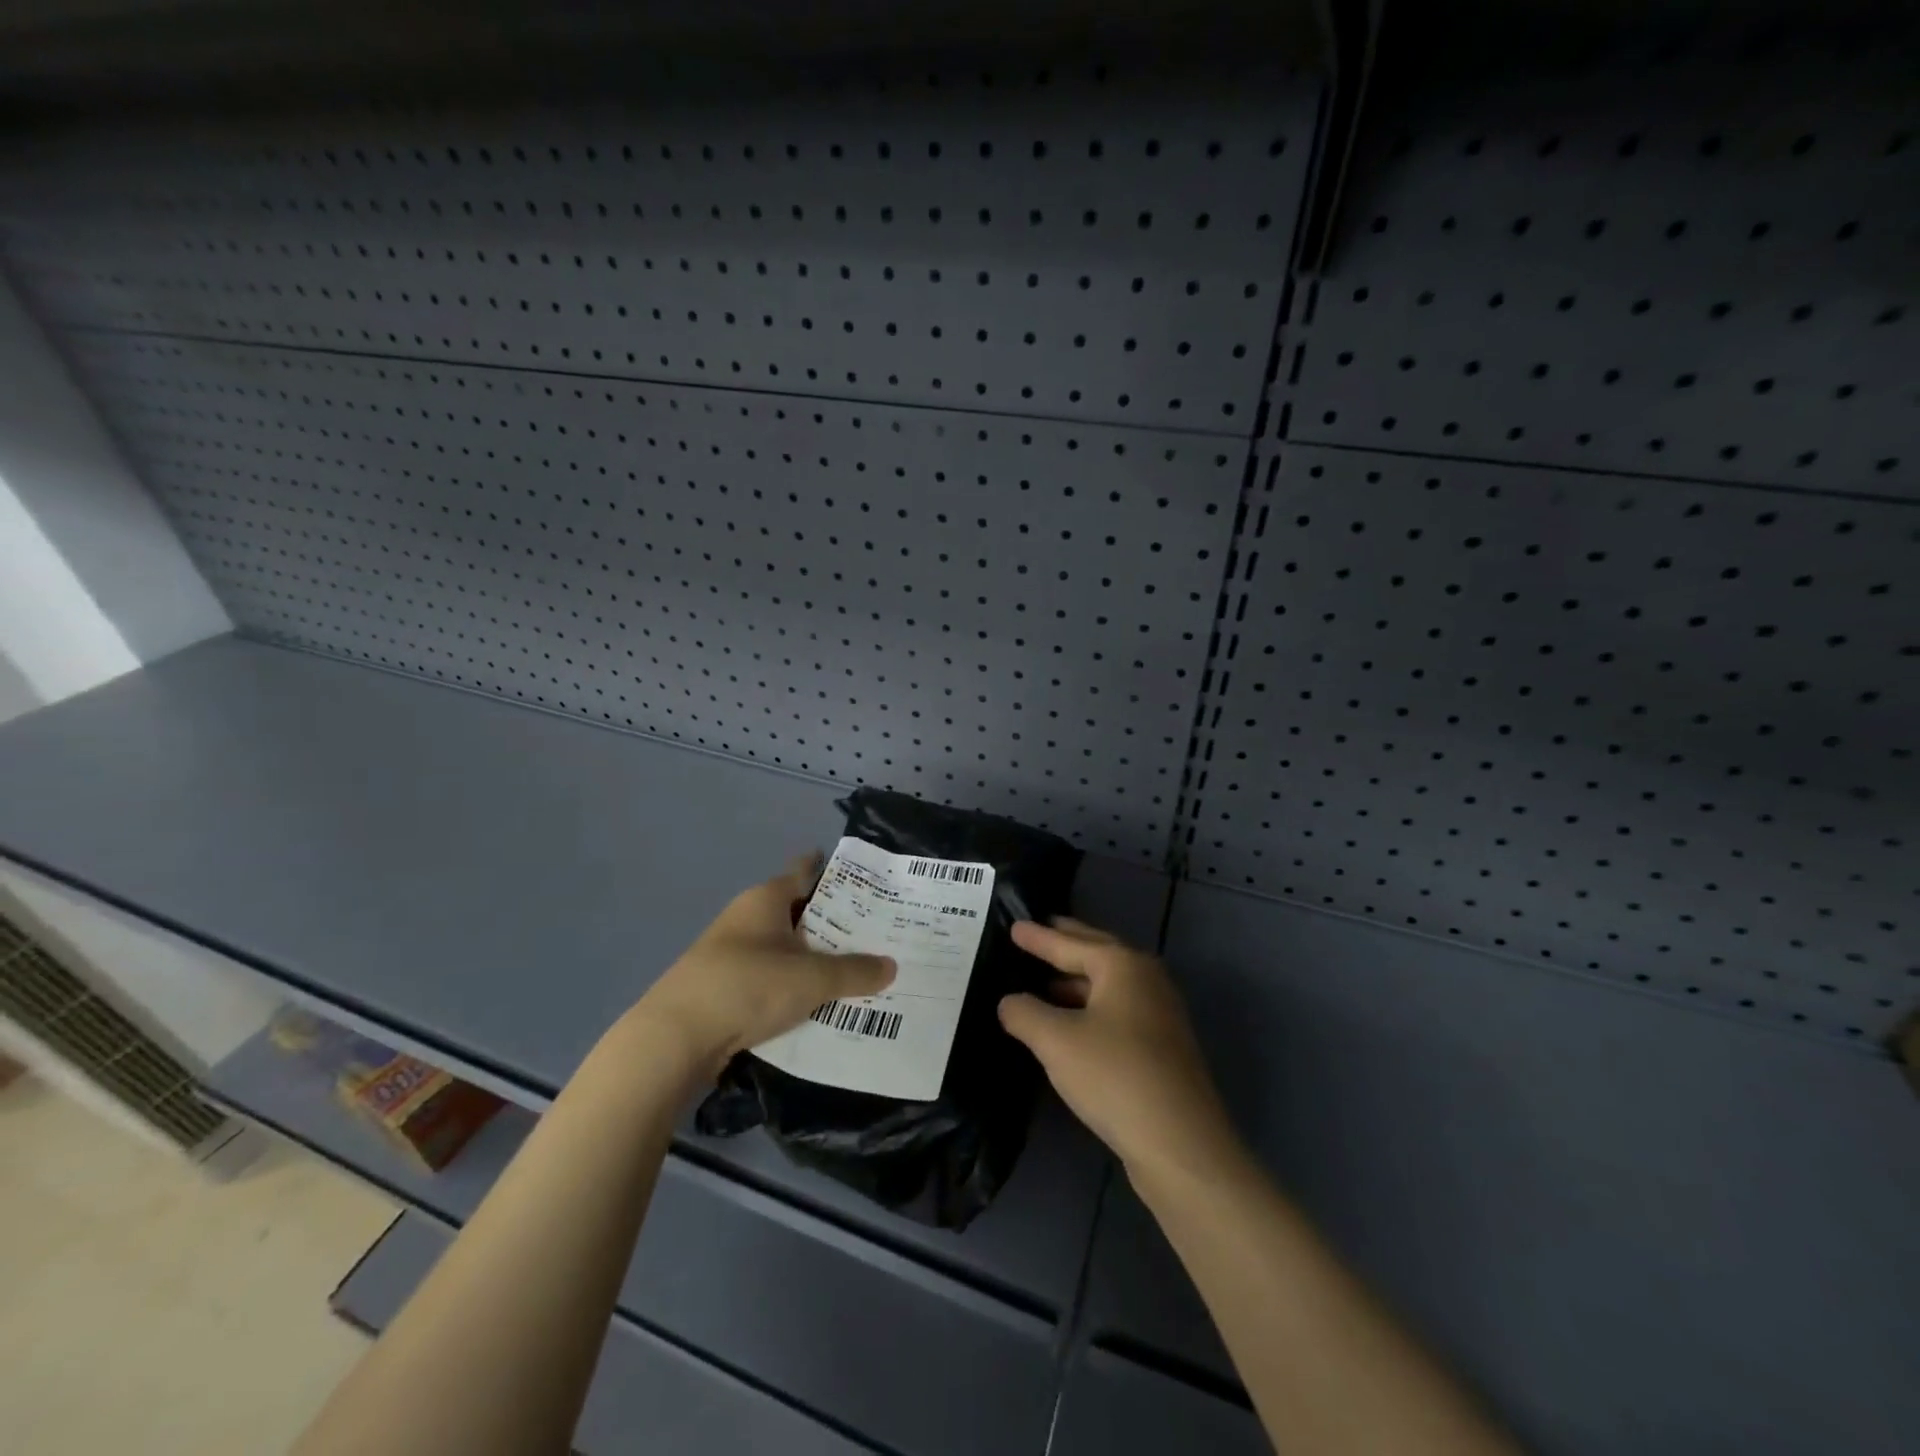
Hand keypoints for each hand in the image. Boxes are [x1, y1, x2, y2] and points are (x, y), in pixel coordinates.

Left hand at [635, 853, 894, 1074]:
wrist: (675, 1038)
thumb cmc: (747, 986)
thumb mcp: (812, 979)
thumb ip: (855, 971)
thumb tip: (891, 966)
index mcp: (765, 899)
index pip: (804, 870)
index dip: (833, 871)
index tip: (865, 878)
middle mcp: (747, 918)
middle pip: (798, 911)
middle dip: (833, 921)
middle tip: (876, 930)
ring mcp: (731, 953)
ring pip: (785, 947)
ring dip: (813, 957)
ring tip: (856, 968)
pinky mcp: (723, 986)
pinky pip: (770, 977)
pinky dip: (794, 984)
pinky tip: (819, 1001)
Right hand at [999, 918, 1240, 1184]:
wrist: (1181, 1144)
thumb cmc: (1115, 1076)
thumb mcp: (1056, 1041)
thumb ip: (1025, 1013)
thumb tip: (1009, 1002)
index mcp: (1123, 965)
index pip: (1070, 943)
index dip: (1038, 937)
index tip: (1013, 925)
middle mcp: (1146, 979)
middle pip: (1096, 954)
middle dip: (1064, 945)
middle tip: (1035, 932)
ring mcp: (1158, 1013)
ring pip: (1107, 985)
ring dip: (1075, 981)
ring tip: (1042, 980)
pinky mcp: (1161, 1046)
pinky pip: (1115, 1010)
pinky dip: (1088, 1007)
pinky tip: (1069, 1024)